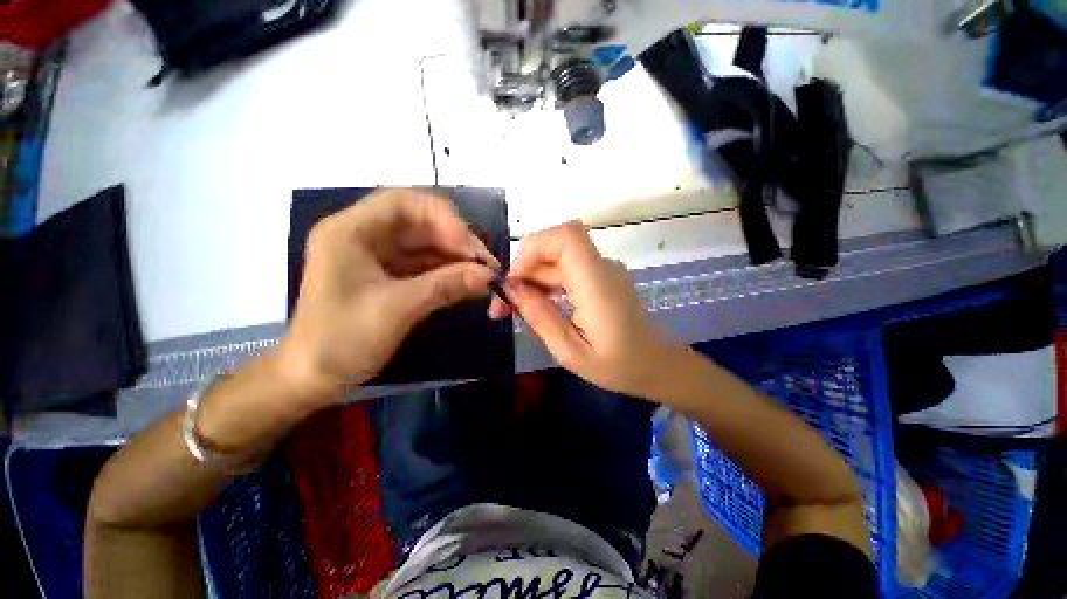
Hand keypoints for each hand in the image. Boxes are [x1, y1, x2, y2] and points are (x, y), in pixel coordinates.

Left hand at [278, 189, 497, 404]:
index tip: (469, 247)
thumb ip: (446, 285)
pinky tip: (470, 284)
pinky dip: (448, 273)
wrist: (314, 378)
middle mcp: (365, 236)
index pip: (403, 202)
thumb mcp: (398, 309)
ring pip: (427, 245)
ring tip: (485, 276)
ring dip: (457, 259)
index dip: (442, 217)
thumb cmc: (343, 340)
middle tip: (487, 264)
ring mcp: (378, 257)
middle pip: (420, 223)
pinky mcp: (390, 276)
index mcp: (351, 231)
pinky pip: (425, 265)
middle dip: (456, 241)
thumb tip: (489, 275)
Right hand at [490, 221, 682, 397]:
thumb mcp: (570, 351)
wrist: (658, 366)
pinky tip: (539, 308)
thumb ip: (539, 316)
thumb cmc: (619, 366)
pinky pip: (566, 272)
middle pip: (554, 248)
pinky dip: (546, 286)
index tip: (514, 281)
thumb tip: (510, 289)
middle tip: (502, 308)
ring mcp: (602, 271)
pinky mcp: (601, 279)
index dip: (533, 247)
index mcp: (596, 282)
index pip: (565, 236)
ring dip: (532, 280)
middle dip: (523, 272)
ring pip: (556, 261)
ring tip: (515, 311)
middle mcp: (601, 267)